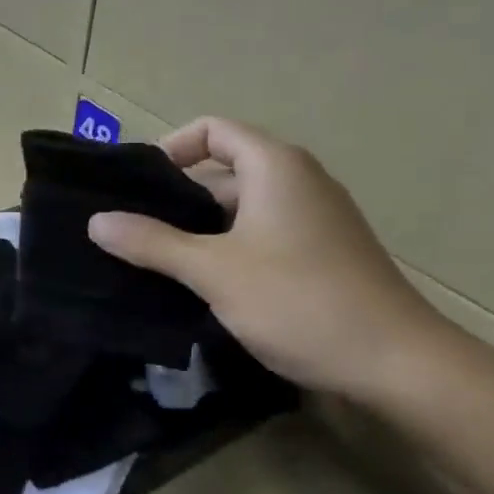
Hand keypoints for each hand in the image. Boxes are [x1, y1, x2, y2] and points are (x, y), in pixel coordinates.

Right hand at [88, 118, 446, 399]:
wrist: (397, 363)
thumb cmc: (299, 301)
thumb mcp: (213, 271)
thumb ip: (152, 243)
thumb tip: (96, 222)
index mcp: (276, 167)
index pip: (212, 130)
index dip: (171, 148)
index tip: (138, 188)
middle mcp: (299, 181)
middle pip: (224, 168)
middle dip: (178, 196)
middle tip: (135, 229)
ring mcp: (315, 219)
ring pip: (242, 207)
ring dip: (200, 228)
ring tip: (158, 260)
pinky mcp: (322, 253)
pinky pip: (262, 234)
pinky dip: (228, 247)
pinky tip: (204, 285)